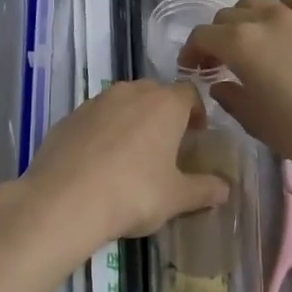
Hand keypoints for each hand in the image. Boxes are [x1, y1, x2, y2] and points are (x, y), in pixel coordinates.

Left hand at [17, 80, 229, 248]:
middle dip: (164, 114)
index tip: (196, 135)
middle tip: (166, 145)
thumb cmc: (133, 193)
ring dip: (132, 119)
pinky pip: (95, 117)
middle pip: (156, 93)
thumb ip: (204, 190)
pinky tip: (98, 162)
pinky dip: (103, 131)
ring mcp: (97, 101)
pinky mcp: (70, 116)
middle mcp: (132, 92)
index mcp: (165, 104)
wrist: (65, 198)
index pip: (189, 93)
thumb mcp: (176, 198)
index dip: (196, 112)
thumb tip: (226, 188)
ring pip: (123, 102)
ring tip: (131, 154)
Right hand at [181, 0, 291, 173]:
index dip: (192, 51)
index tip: (193, 69)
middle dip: (216, 36)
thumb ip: (231, 97)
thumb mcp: (256, 121)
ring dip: (245, 18)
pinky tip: (287, 25)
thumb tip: (219, 83)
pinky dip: (283, 8)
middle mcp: (264, 20)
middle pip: (227, 16)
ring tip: (252, 40)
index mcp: (240, 44)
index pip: (202, 35)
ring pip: (257, 1)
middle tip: (219, 61)